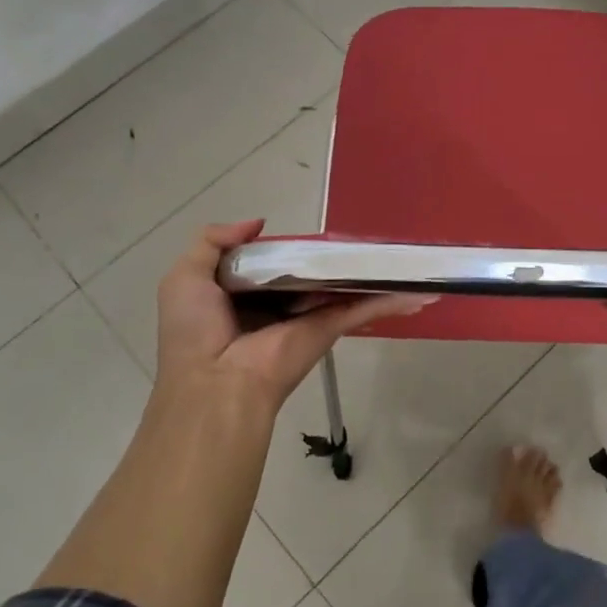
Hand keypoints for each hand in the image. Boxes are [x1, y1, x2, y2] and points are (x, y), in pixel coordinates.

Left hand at [152, 219, 432, 419]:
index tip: (309, 232)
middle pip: (312, 272)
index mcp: (244, 293)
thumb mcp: (185, 276)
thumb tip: (258, 222)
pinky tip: (421, 290)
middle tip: (362, 236)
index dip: (287, 246)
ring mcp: (309, 316)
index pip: (272, 262)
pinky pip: (364, 308)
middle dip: (335, 256)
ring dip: (372, 274)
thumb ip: (213, 241)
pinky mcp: (330, 328)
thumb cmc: (196, 330)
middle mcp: (279, 303)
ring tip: (406, 255)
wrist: (217, 384)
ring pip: (344, 286)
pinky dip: (392, 300)